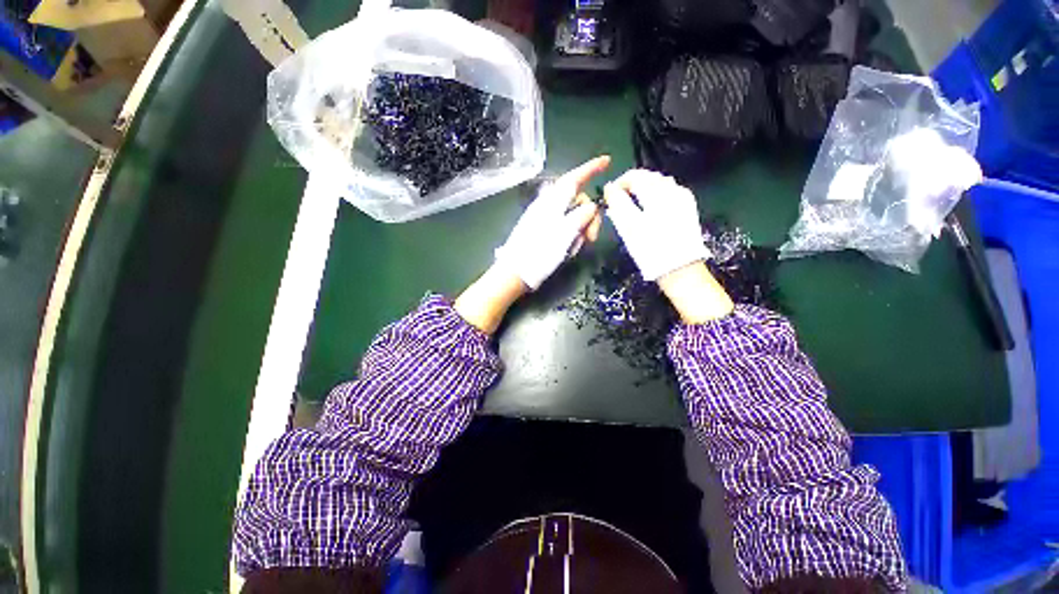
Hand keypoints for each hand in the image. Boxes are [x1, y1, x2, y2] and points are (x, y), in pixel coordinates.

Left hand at [495, 156, 609, 290]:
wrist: (516, 272)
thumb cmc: (539, 252)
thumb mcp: (565, 234)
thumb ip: (581, 216)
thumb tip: (592, 206)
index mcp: (553, 202)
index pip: (575, 178)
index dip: (591, 168)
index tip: (607, 161)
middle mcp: (550, 207)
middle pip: (579, 201)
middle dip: (589, 217)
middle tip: (591, 238)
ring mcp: (546, 220)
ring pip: (574, 217)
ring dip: (580, 231)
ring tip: (574, 249)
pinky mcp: (545, 232)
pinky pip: (565, 229)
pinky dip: (571, 238)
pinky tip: (567, 251)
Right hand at [605, 170, 733, 323]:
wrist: (680, 269)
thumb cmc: (651, 250)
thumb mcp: (629, 227)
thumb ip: (618, 204)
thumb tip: (609, 188)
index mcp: (657, 193)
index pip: (635, 176)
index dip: (619, 183)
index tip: (609, 196)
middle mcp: (673, 190)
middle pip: (649, 177)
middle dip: (632, 185)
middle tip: (619, 200)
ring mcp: (683, 199)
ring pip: (660, 183)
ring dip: (644, 188)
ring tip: (633, 204)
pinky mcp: (688, 209)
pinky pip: (670, 192)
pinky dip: (657, 195)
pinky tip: (652, 207)